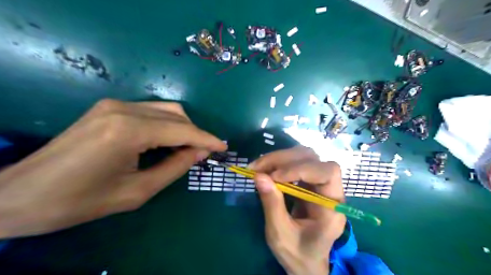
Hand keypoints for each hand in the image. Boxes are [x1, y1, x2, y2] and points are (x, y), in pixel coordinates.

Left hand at [0, 98, 226, 237]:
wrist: (21, 195)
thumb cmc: (81, 201)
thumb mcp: (138, 191)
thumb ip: (175, 167)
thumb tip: (200, 152)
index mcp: (129, 130)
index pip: (182, 130)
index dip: (206, 139)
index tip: (223, 147)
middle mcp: (123, 109)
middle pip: (177, 114)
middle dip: (195, 133)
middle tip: (203, 153)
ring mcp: (114, 104)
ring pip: (165, 109)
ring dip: (182, 128)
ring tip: (187, 149)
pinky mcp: (108, 107)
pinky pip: (150, 112)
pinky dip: (166, 125)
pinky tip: (165, 141)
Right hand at [251, 147, 346, 273]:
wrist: (306, 261)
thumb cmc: (298, 253)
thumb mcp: (281, 234)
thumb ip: (272, 205)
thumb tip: (259, 176)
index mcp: (332, 207)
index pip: (327, 173)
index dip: (301, 169)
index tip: (275, 176)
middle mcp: (330, 190)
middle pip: (312, 159)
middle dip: (283, 159)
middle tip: (256, 167)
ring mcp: (319, 184)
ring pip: (303, 156)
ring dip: (278, 158)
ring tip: (257, 167)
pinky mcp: (308, 182)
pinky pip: (294, 164)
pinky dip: (277, 164)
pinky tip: (264, 170)